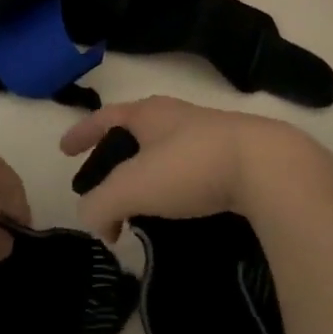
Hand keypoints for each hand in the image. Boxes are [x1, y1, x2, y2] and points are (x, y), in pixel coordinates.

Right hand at [59, 96, 332, 240]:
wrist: (268, 167)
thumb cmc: (190, 166)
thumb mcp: (132, 187)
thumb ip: (100, 204)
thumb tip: (94, 219)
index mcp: (148, 114)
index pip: (104, 118)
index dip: (82, 133)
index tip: (64, 150)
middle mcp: (176, 117)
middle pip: (135, 134)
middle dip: (114, 158)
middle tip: (102, 186)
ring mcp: (209, 135)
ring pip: (164, 153)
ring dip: (145, 176)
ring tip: (138, 205)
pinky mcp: (235, 157)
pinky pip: (191, 170)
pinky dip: (174, 188)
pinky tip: (178, 210)